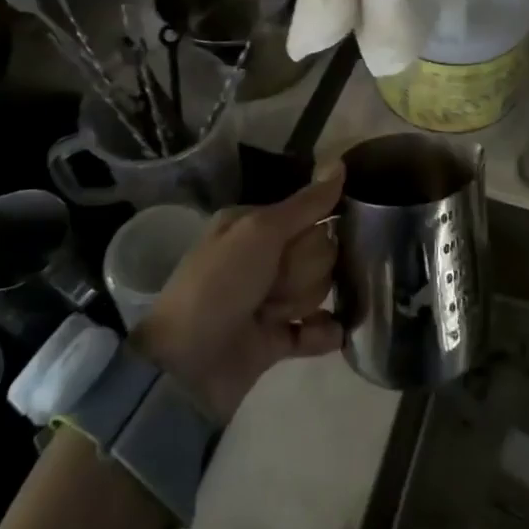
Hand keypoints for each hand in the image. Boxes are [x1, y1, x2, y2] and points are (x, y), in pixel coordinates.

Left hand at [131, 167, 343, 422]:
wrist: (187, 366)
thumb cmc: (220, 285)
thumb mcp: (260, 232)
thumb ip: (306, 203)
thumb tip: (341, 162)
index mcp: (253, 225)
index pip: (309, 215)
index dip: (311, 233)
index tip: (296, 247)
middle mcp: (262, 257)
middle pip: (318, 253)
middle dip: (302, 272)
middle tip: (272, 287)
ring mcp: (269, 299)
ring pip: (318, 289)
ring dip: (301, 302)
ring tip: (272, 317)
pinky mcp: (276, 339)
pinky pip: (317, 329)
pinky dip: (322, 332)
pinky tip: (327, 332)